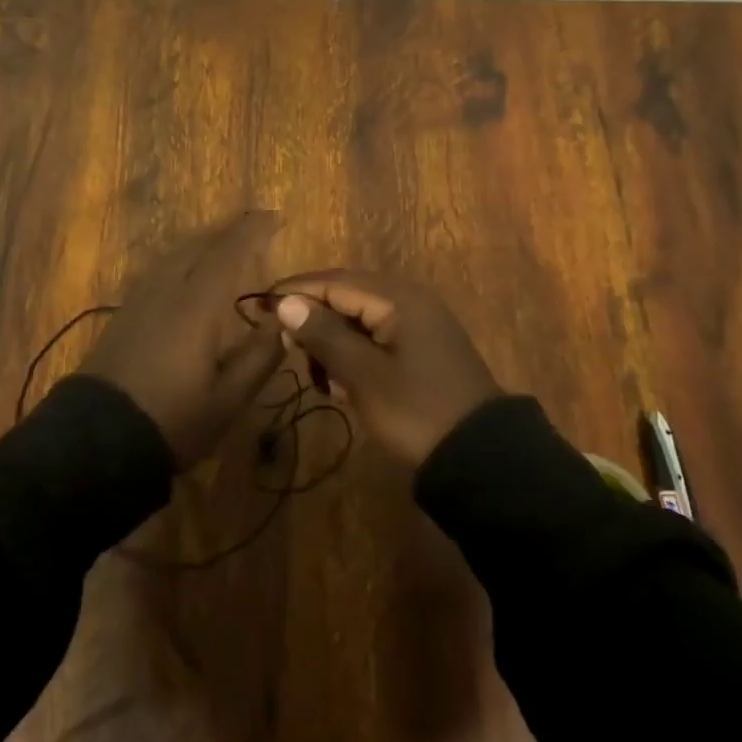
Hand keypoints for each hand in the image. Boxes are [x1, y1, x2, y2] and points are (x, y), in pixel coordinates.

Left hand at [81, 212, 285, 467]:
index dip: (253, 231)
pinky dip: (183, 258)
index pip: (229, 252)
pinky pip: (160, 268)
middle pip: (199, 245)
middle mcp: (167, 289)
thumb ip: (259, 357)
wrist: (97, 439)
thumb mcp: (228, 399)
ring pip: (175, 254)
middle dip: (228, 230)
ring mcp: (141, 299)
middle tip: (255, 225)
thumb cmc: (172, 420)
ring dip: (204, 241)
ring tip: (225, 241)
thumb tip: (283, 323)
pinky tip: (187, 270)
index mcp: (196, 305)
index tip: (276, 216)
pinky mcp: (125, 313)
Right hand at [271, 271, 501, 466]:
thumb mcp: (363, 374)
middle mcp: (410, 301)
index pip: (334, 282)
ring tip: (319, 376)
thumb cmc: (416, 411)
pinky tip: (343, 385)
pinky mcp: (424, 349)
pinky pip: (377, 338)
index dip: (295, 292)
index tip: (260, 307)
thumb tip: (285, 302)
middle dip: (313, 319)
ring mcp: (420, 325)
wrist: (481, 459)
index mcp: (398, 298)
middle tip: (287, 348)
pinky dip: (355, 355)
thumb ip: (323, 334)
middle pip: (346, 296)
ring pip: (360, 319)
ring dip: (333, 342)